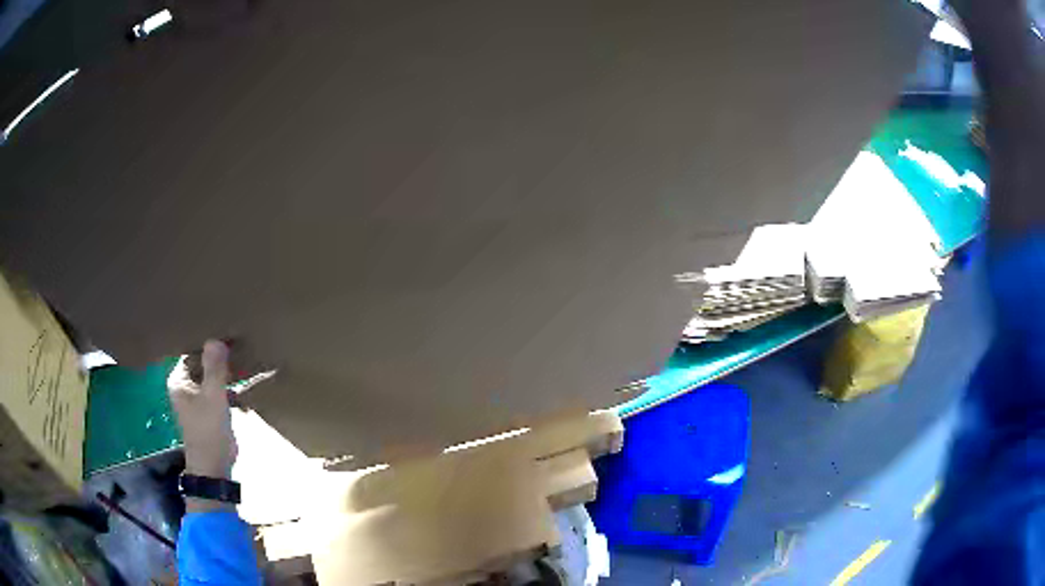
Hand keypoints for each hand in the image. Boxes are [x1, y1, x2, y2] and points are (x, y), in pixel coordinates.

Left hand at [168, 340, 236, 479]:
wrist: (214, 467)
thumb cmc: (209, 431)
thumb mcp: (213, 397)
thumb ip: (214, 369)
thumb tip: (215, 339)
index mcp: (179, 380)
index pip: (192, 352)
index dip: (208, 345)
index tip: (228, 337)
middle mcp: (185, 387)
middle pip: (203, 365)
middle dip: (221, 362)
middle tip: (239, 351)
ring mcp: (197, 400)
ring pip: (213, 379)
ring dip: (227, 378)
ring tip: (245, 372)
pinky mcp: (209, 411)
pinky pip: (219, 393)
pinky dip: (230, 393)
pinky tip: (243, 400)